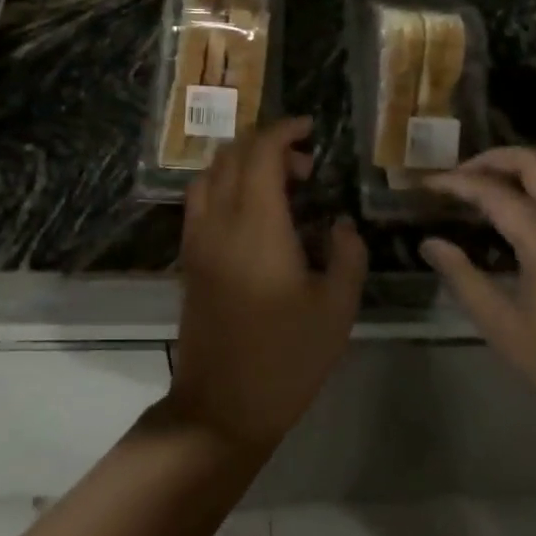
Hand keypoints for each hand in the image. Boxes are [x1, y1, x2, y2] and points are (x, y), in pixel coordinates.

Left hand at [167, 117, 367, 453]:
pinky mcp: (189, 257)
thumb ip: (346, 253)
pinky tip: (252, 211)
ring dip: (243, 162)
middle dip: (268, 144)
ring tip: (279, 184)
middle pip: (232, 154)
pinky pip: (201, 198)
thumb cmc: (287, 358)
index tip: (310, 128)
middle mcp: (219, 219)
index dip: (285, 130)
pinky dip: (225, 183)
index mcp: (256, 223)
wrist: (222, 406)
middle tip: (305, 166)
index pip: (261, 151)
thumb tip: (339, 222)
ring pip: (211, 172)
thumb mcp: (336, 308)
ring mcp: (197, 237)